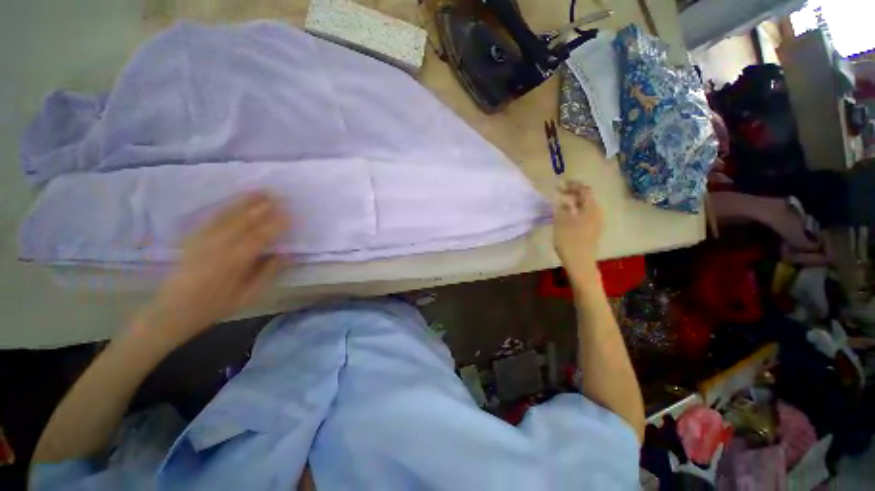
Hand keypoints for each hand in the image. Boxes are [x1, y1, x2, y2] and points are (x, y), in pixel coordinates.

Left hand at [132, 193, 289, 346]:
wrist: (172, 311)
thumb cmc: (214, 306)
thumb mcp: (247, 296)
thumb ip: (267, 273)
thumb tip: (285, 253)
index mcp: (234, 262)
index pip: (260, 237)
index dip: (276, 225)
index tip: (290, 215)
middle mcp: (218, 247)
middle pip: (243, 221)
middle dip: (262, 208)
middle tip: (279, 196)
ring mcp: (202, 240)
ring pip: (227, 216)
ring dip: (245, 202)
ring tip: (260, 191)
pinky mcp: (193, 238)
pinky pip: (211, 219)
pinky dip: (226, 207)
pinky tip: (235, 202)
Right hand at [553, 180, 602, 282]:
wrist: (580, 263)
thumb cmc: (569, 241)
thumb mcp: (561, 222)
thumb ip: (562, 208)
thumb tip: (564, 200)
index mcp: (591, 209)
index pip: (584, 190)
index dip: (572, 185)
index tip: (559, 184)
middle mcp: (596, 213)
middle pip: (586, 197)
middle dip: (572, 192)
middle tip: (558, 191)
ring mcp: (595, 222)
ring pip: (584, 206)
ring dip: (573, 201)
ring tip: (560, 202)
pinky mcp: (592, 230)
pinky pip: (584, 214)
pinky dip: (575, 210)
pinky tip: (565, 215)